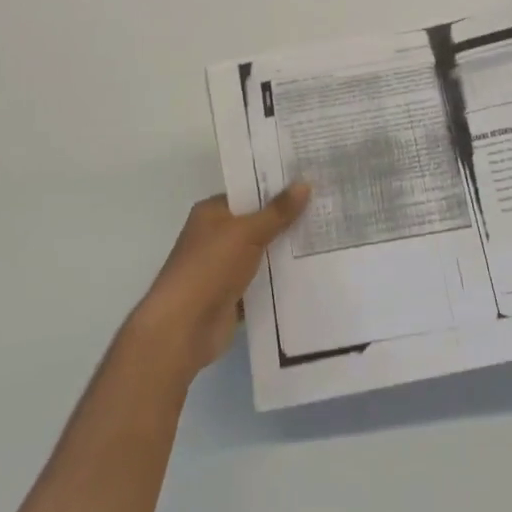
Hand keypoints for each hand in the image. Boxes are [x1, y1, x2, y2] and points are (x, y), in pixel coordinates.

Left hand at [125, 185, 311, 380]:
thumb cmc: (210, 268)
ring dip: (286, 251)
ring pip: (263, 253)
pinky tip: (312, 273)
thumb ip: (277, 212)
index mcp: (212, 213)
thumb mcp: (247, 233)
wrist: (183, 328)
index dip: (277, 188)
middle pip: (258, 223)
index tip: (310, 183)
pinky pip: (263, 281)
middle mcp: (216, 236)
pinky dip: (281, 280)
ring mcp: (224, 267)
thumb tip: (304, 184)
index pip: (248, 192)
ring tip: (328, 239)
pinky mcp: (233, 296)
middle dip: (287, 220)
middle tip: (326, 209)